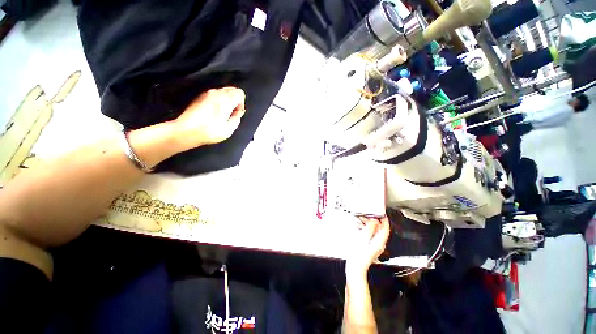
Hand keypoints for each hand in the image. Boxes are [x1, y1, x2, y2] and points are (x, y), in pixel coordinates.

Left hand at [172, 87, 245, 148]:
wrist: (186, 131)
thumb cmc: (208, 131)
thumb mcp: (229, 129)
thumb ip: (237, 118)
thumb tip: (238, 113)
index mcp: (225, 100)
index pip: (240, 93)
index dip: (241, 104)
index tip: (237, 113)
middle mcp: (216, 93)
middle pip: (232, 90)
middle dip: (235, 101)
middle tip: (231, 113)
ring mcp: (206, 94)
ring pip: (223, 92)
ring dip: (226, 101)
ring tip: (222, 115)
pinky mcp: (199, 97)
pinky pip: (214, 95)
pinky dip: (218, 101)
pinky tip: (214, 114)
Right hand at [345, 216, 390, 279]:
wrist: (355, 268)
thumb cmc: (359, 254)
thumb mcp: (364, 238)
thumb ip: (370, 228)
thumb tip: (374, 220)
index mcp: (379, 241)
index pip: (386, 228)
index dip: (384, 220)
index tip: (381, 213)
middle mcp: (378, 244)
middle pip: (379, 229)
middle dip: (374, 220)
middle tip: (367, 214)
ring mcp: (373, 246)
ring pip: (373, 232)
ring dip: (368, 224)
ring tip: (361, 218)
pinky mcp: (368, 247)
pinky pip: (369, 235)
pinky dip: (365, 229)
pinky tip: (358, 226)